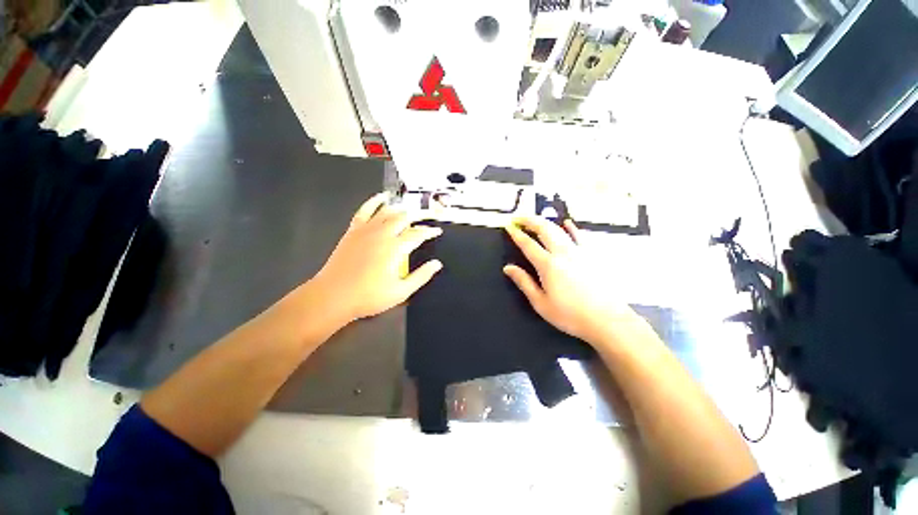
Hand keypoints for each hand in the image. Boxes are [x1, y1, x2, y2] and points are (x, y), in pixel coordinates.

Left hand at [313, 193, 442, 321]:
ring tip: (411, 209)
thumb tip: (437, 264)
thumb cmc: (369, 296)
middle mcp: (382, 234)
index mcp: (395, 249)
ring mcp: (366, 230)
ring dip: (402, 208)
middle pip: (405, 217)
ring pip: (388, 211)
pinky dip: (374, 201)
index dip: (430, 231)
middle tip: (429, 216)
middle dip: (420, 215)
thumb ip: (421, 276)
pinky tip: (381, 197)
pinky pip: (365, 210)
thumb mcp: (401, 292)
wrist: (333, 296)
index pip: (418, 234)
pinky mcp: (353, 230)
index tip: (437, 231)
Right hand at [503, 217, 636, 345]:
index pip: (528, 244)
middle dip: (529, 220)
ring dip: (545, 221)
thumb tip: (508, 268)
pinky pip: (580, 236)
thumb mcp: (541, 303)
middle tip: (518, 217)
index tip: (508, 226)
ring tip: (535, 219)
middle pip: (544, 229)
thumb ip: (524, 282)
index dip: (516, 234)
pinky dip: (571, 227)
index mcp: (548, 265)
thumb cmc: (570, 315)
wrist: (607, 320)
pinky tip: (567, 222)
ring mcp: (579, 252)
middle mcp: (563, 253)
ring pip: (559, 229)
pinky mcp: (592, 255)